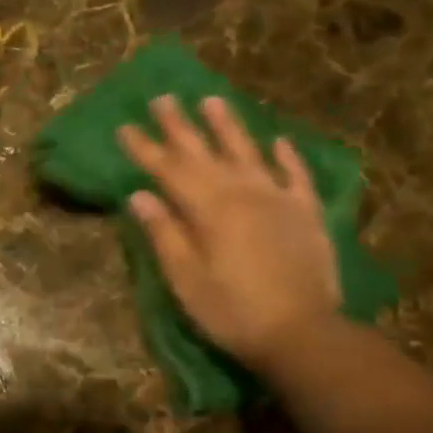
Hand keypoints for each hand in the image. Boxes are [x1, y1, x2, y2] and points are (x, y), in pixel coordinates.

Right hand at [118, 95, 340, 379]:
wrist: (303, 334)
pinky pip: (296, 176)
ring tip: (213, 100)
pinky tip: (280, 141)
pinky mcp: (307, 214)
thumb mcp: (187, 280)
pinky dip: (288, 157)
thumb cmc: (233, 312)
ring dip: (229, 126)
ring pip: (249, 153)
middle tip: (162, 98)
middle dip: (180, 126)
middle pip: (205, 153)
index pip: (169, 170)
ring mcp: (279, 199)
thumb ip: (165, 234)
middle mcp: (243, 193)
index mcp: (209, 210)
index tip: (125, 127)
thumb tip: (140, 196)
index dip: (146, 149)